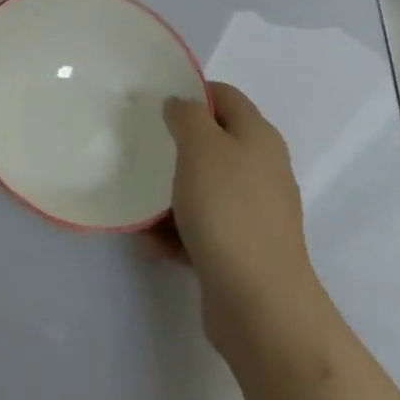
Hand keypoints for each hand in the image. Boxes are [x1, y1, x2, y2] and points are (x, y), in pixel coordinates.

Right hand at [160, 82, 327, 359]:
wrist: (260, 307)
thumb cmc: (228, 210)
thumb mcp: (200, 145)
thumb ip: (186, 115)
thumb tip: (180, 106)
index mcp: (258, 137)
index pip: (224, 96)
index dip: (191, 92)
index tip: (155, 101)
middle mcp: (261, 170)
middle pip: (212, 143)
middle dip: (175, 145)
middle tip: (141, 145)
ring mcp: (253, 214)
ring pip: (202, 188)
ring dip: (168, 194)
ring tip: (138, 201)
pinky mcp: (240, 251)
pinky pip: (201, 228)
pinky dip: (175, 232)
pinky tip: (149, 241)